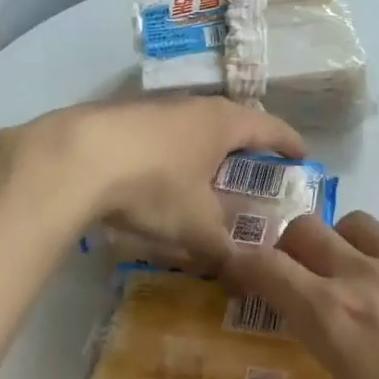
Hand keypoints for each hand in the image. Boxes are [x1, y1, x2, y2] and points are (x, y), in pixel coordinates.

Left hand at [0, 97, 304, 265]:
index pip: (271, 127)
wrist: (75, 158)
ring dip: (204, 149)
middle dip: (245, 146)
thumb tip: (245, 273)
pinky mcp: (123, 116)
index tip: (302, 156)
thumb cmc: (153, 186)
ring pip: (194, 126)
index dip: (289, 143)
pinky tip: (157, 179)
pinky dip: (172, 153)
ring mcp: (157, 106)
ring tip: (205, 178)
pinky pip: (162, 133)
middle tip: (253, 172)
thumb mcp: (196, 227)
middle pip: (232, 121)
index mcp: (224, 123)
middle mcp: (195, 106)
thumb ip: (226, 251)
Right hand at [217, 212, 378, 378]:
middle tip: (284, 285)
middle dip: (284, 248)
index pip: (268, 267)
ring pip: (356, 224)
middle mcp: (364, 273)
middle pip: (308, 229)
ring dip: (336, 242)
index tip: (225, 270)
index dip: (238, 262)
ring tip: (341, 281)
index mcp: (332, 313)